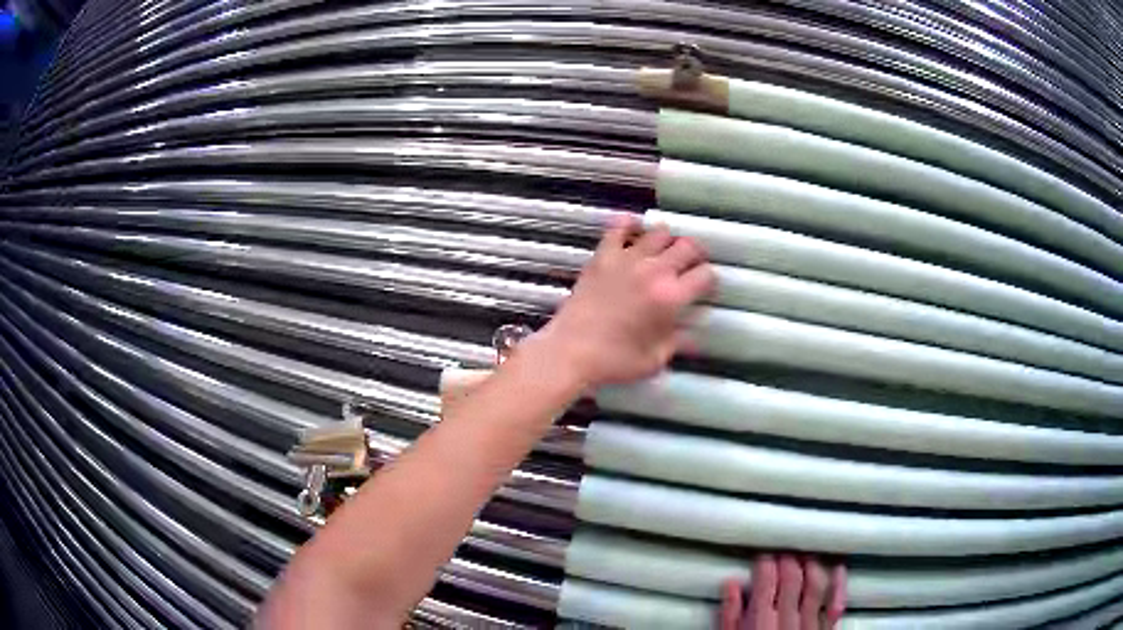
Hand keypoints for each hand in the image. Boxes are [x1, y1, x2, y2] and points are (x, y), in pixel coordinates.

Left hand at [535, 215, 714, 388]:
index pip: (705, 275)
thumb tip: (691, 332)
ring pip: (660, 232)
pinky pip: (619, 227)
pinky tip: (633, 231)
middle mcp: (654, 271)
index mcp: (671, 297)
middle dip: (695, 255)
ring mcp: (627, 259)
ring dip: (667, 241)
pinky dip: (629, 224)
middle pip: (687, 246)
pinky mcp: (603, 256)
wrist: (571, 351)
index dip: (710, 280)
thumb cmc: (615, 361)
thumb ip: (677, 341)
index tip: (705, 287)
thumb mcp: (656, 359)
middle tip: (691, 266)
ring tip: (664, 253)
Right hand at [720, 554, 846, 629]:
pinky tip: (837, 569)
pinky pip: (835, 603)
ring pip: (815, 585)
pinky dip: (838, 585)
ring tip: (805, 555)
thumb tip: (731, 587)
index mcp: (760, 621)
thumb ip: (730, 616)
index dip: (765, 562)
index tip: (762, 555)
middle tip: (783, 550)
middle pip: (792, 578)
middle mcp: (787, 618)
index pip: (766, 580)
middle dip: (788, 558)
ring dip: (811, 565)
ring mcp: (809, 624)